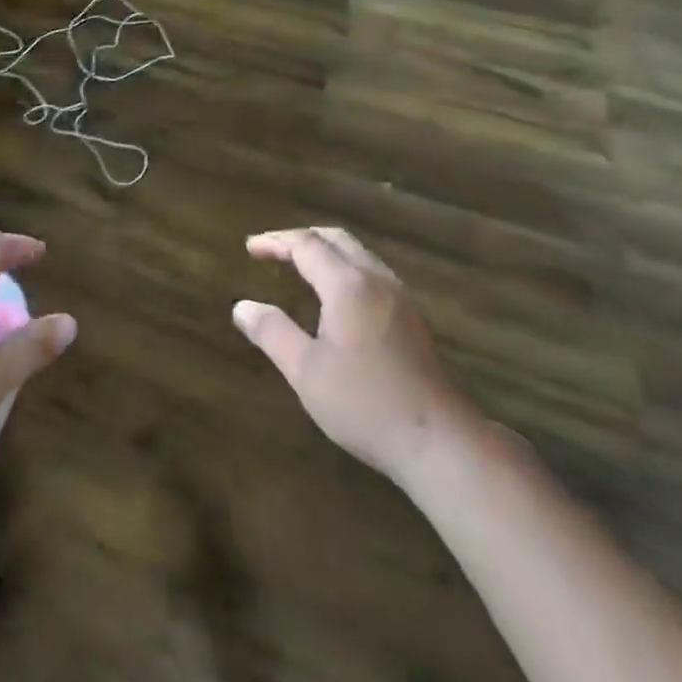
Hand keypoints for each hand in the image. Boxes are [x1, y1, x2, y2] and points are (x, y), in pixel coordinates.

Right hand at [233, 227, 468, 483]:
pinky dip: (344, 267)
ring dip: (325, 250)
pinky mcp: (411, 318)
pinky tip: (336, 293)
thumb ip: (272, 333)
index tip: (250, 248)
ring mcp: (399, 298)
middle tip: (272, 250)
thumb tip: (242, 307)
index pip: (306, 245)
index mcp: (347, 284)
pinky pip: (371, 272)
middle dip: (300, 238)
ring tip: (299, 265)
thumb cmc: (365, 403)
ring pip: (358, 254)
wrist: (439, 443)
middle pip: (336, 239)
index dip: (275, 241)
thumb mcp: (306, 370)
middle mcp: (375, 280)